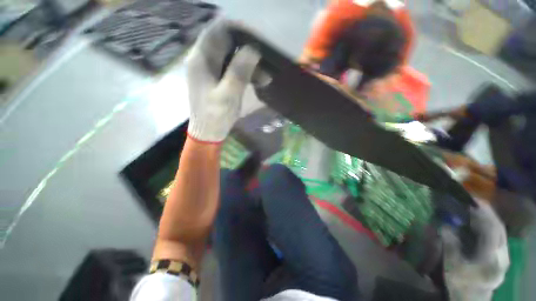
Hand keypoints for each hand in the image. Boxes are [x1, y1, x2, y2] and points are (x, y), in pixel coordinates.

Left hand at [186, 19, 260, 142]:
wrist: (208, 133)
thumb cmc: (215, 116)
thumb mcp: (228, 94)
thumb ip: (239, 71)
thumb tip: (253, 49)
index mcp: (201, 59)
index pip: (218, 32)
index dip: (238, 31)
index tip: (257, 39)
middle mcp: (204, 60)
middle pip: (226, 44)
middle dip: (247, 51)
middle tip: (265, 59)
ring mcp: (211, 71)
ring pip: (232, 58)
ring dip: (249, 65)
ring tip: (266, 76)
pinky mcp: (218, 81)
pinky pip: (233, 70)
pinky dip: (246, 74)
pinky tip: (259, 81)